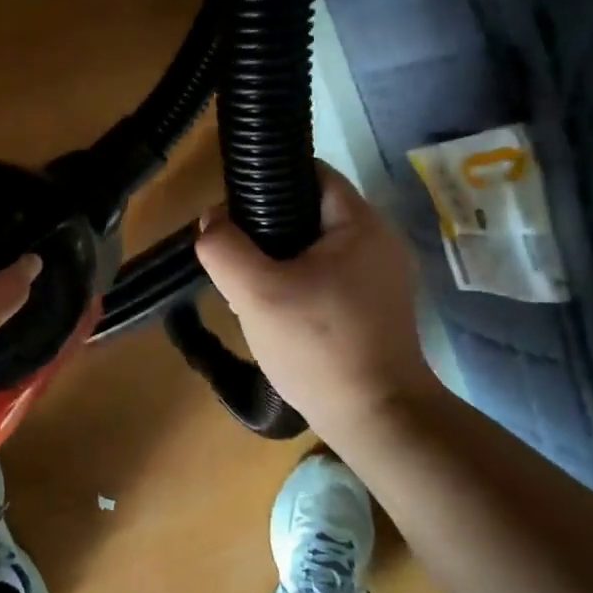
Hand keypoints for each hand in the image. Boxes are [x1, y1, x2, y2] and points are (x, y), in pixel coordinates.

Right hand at [195, 163, 440, 437]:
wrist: (377, 419)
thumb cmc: (319, 346)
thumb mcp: (257, 293)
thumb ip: (224, 248)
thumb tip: (211, 221)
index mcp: (361, 223)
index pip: (311, 173)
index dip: (268, 181)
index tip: (233, 213)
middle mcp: (379, 241)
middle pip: (310, 211)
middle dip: (267, 228)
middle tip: (236, 257)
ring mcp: (381, 276)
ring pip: (315, 248)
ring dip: (280, 260)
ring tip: (251, 287)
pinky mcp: (376, 307)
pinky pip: (328, 277)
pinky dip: (299, 283)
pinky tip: (280, 312)